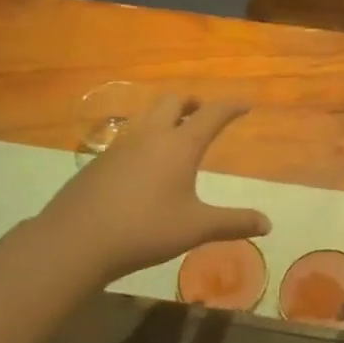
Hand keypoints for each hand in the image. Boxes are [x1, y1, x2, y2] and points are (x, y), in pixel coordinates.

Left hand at [40, 97, 269, 282]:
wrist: (75, 241)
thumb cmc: (145, 229)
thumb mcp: (196, 228)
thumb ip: (233, 223)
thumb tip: (268, 224)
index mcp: (179, 145)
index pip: (211, 114)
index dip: (231, 106)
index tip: (245, 104)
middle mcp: (150, 136)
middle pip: (172, 102)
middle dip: (192, 103)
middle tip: (203, 113)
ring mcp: (120, 147)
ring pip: (147, 118)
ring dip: (166, 118)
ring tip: (175, 138)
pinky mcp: (99, 162)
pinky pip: (128, 139)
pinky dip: (145, 140)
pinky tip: (143, 168)